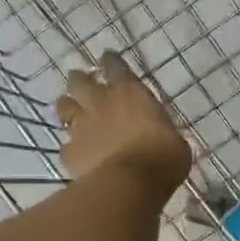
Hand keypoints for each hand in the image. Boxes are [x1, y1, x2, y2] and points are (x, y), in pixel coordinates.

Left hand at [56, 51, 191, 195]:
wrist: (130, 183)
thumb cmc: (162, 158)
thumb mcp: (174, 141)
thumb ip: (161, 132)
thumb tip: (160, 137)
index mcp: (130, 93)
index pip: (116, 67)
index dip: (110, 61)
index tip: (107, 57)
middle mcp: (101, 104)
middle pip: (80, 82)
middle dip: (80, 79)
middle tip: (81, 81)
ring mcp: (81, 127)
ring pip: (65, 108)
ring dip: (68, 107)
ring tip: (70, 110)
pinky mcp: (70, 152)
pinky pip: (66, 145)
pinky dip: (72, 147)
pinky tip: (77, 154)